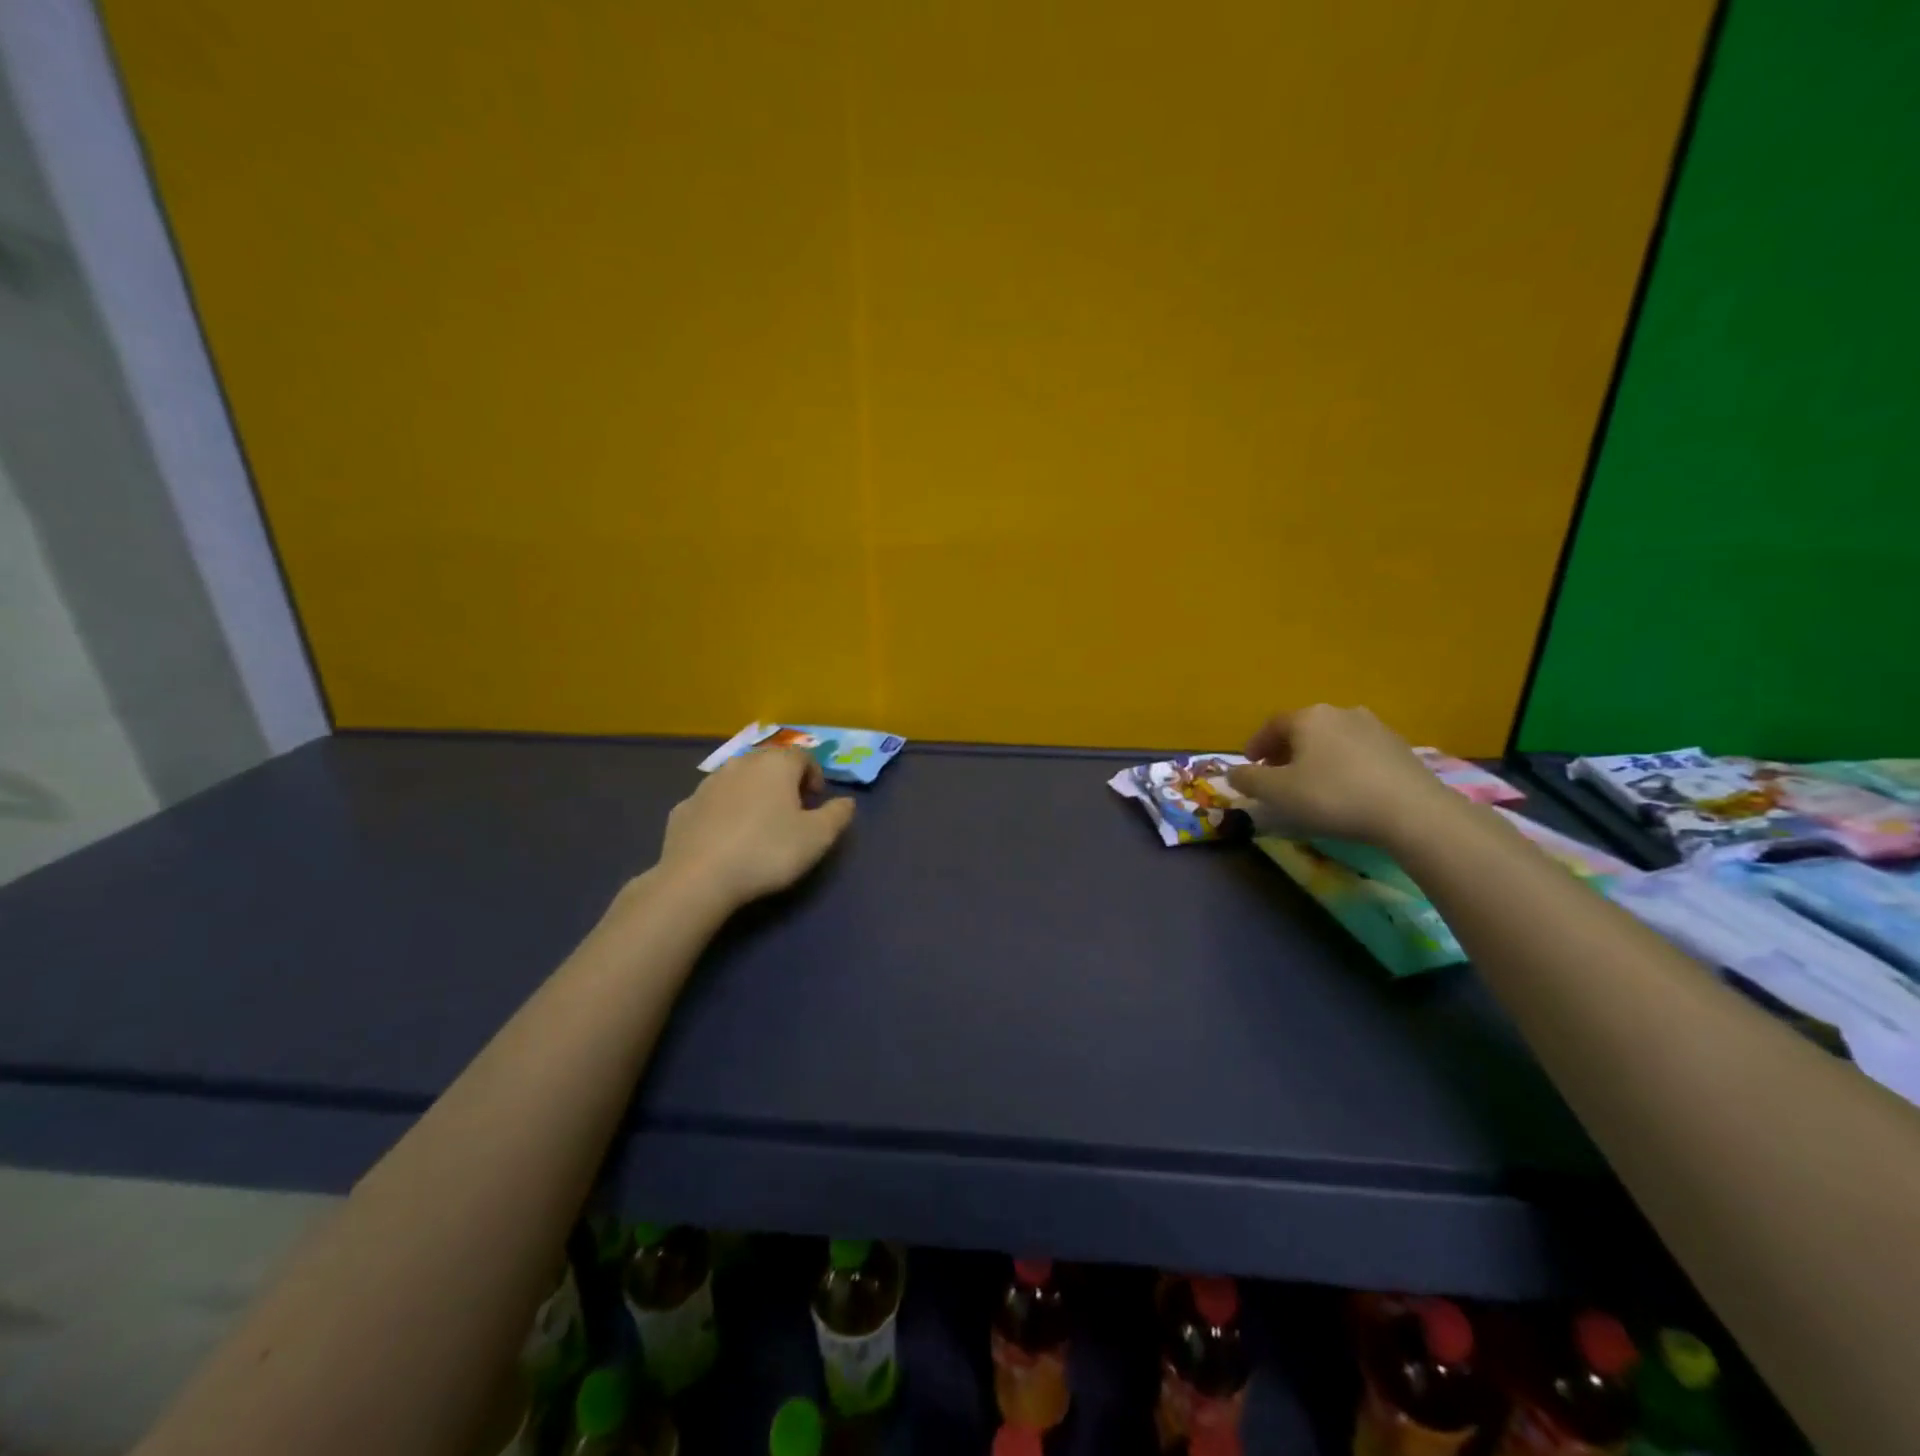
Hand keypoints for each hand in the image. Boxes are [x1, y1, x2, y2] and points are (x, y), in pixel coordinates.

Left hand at [657, 747, 855, 910]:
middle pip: (769, 764)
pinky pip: (713, 803)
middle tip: (792, 812)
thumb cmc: (767, 851)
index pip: (803, 756)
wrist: (698, 877)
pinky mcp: (683, 808)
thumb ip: (838, 815)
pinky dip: (724, 813)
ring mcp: (707, 784)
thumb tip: (846, 801)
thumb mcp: (817, 837)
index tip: (816, 802)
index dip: (815, 776)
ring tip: (759, 827)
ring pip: (738, 781)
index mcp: (776, 764)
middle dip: (784, 782)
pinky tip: (726, 840)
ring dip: (752, 795)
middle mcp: (740, 764)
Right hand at [1226, 704, 1455, 845]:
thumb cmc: (1333, 796)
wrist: (1412, 811)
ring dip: (1316, 757)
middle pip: (1303, 729)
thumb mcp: (1278, 793)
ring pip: (1332, 739)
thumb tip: (1233, 773)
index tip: (1249, 766)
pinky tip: (1346, 789)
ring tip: (1312, 783)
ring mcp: (1375, 727)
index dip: (1256, 745)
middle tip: (1277, 776)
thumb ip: (1249, 780)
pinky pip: (1359, 752)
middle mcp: (1340, 712)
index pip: (1272, 725)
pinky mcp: (1400, 747)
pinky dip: (1344, 765)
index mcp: (1308, 717)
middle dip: (1286, 751)